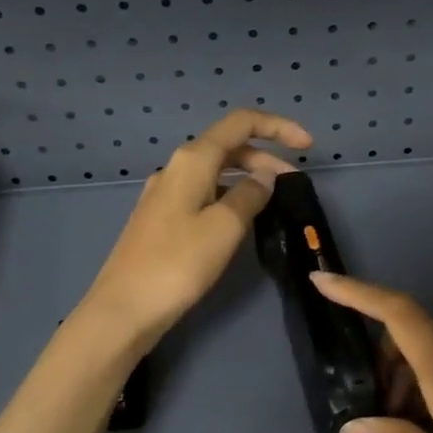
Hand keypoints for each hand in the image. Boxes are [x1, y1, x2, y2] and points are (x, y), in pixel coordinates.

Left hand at [83, 110, 312, 349]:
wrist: (124, 309)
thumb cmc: (178, 264)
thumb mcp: (225, 227)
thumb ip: (250, 194)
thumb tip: (265, 175)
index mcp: (193, 160)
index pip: (240, 123)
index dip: (277, 127)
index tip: (308, 146)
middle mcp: (176, 168)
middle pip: (228, 146)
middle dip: (266, 156)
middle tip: (295, 182)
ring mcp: (166, 194)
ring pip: (215, 171)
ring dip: (248, 177)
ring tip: (273, 201)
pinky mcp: (162, 218)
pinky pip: (204, 193)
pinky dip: (229, 195)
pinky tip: (240, 220)